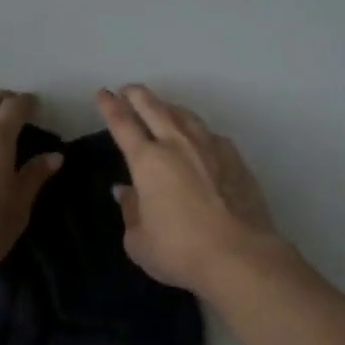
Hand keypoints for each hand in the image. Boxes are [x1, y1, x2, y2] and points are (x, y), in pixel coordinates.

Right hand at [96, 85, 280, 292]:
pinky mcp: (236, 160)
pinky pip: (210, 134)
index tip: (104, 93)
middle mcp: (178, 145)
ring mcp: (211, 148)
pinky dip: (197, 129)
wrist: (240, 256)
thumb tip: (125, 191)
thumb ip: (130, 211)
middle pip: (155, 108)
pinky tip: (198, 136)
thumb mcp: (139, 240)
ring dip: (169, 106)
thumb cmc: (179, 251)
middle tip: (128, 89)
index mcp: (148, 161)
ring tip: (162, 106)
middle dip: (138, 96)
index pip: (124, 124)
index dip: (111, 107)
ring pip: (186, 116)